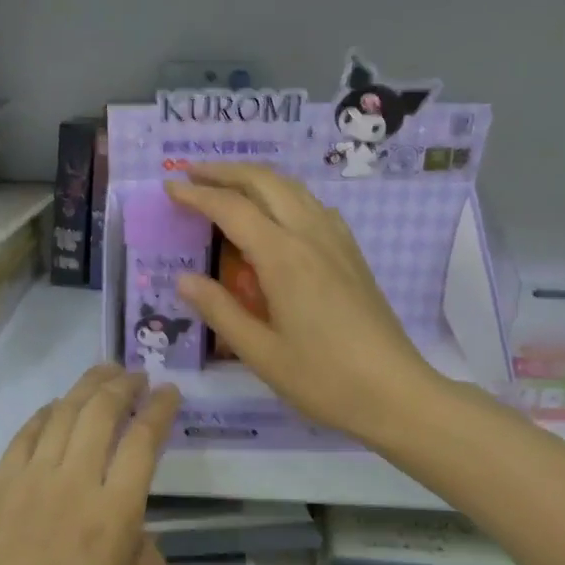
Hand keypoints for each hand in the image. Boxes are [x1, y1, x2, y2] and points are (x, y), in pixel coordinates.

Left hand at [0, 365, 179, 564]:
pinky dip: (46, 413)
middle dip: (124, 385)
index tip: (170, 393)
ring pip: (62, 414)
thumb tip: (138, 533)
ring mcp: (29, 482)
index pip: (143, 441)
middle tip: (138, 375)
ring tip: (105, 373)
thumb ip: (149, 564)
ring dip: (87, 387)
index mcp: (113, 517)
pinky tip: (56, 408)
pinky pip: (25, 436)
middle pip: (101, 412)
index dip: (160, 409)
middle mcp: (73, 485)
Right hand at [167, 163, 435, 444]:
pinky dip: (286, 196)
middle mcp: (311, 236)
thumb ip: (220, 311)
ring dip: (257, 179)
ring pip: (294, 189)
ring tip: (228, 186)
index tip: (169, 187)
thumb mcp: (260, 353)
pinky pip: (315, 207)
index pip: (232, 209)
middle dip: (226, 171)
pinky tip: (278, 216)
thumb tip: (183, 279)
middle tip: (193, 172)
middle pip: (266, 182)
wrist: (396, 393)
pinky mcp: (352, 255)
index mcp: (284, 258)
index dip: (197, 195)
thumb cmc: (323, 379)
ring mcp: (337, 243)